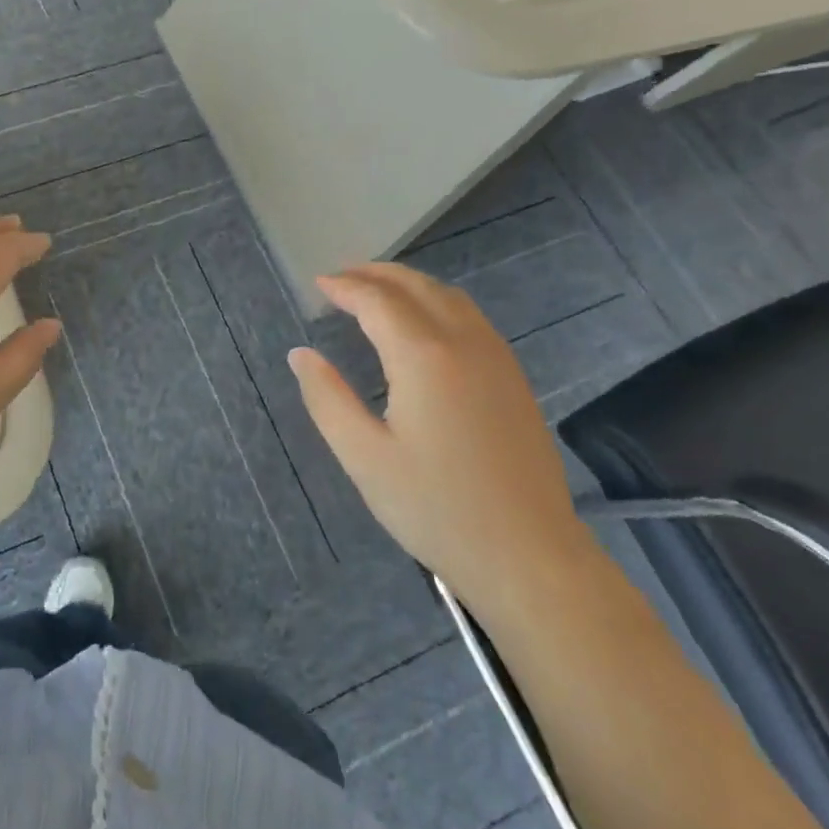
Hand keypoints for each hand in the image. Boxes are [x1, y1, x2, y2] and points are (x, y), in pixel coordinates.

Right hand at [287, 264, 591, 614]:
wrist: (528, 554)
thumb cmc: (436, 507)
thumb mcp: (364, 457)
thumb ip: (327, 398)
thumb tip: (301, 354)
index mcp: (423, 356)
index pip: (377, 301)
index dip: (345, 287)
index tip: (319, 284)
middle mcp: (464, 342)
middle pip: (416, 286)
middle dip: (375, 274)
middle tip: (342, 278)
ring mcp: (496, 358)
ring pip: (449, 296)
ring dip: (409, 284)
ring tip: (377, 291)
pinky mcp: (513, 378)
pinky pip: (470, 317)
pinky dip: (436, 302)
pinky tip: (423, 324)